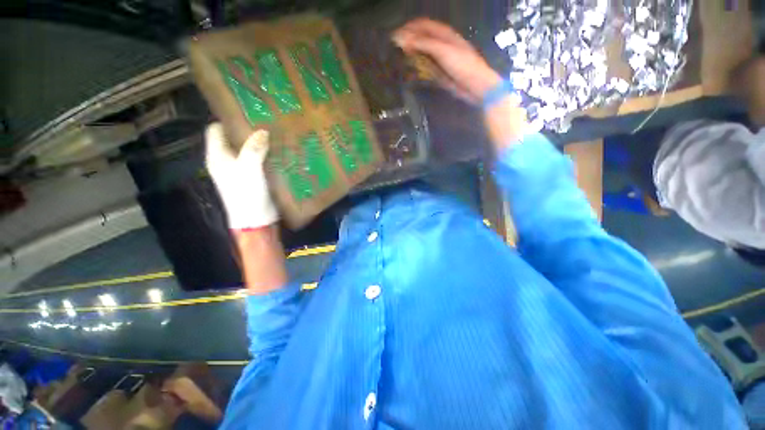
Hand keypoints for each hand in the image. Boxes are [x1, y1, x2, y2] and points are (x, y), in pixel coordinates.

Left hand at [205, 123, 278, 229]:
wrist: (257, 220)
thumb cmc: (247, 194)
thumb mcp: (248, 168)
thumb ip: (253, 148)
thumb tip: (262, 130)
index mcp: (217, 155)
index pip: (216, 129)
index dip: (228, 119)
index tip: (247, 112)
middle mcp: (227, 160)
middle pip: (234, 138)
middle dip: (248, 129)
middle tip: (267, 121)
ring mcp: (241, 169)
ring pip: (249, 149)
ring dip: (260, 143)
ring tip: (276, 133)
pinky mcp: (255, 177)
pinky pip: (259, 160)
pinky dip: (267, 155)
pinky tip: (280, 151)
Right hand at [393, 18, 501, 104]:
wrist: (474, 85)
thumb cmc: (462, 64)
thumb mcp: (442, 50)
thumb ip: (423, 43)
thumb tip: (402, 39)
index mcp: (444, 33)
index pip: (423, 25)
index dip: (409, 28)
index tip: (395, 36)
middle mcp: (441, 43)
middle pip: (422, 38)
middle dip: (409, 41)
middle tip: (395, 49)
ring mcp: (440, 58)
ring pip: (423, 53)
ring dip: (412, 54)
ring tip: (399, 59)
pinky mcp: (440, 72)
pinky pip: (426, 67)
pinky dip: (417, 67)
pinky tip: (411, 71)